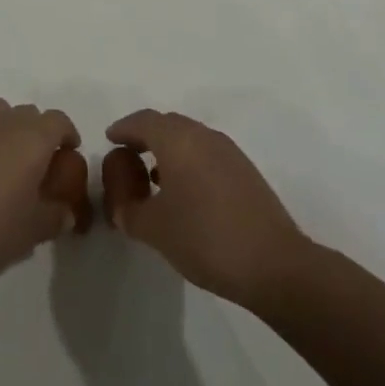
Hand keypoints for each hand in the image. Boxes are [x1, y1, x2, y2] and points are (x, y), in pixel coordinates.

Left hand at [0, 98, 88, 289]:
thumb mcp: (32, 232)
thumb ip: (55, 217)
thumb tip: (66, 212)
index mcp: (32, 138)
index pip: (59, 121)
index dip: (66, 135)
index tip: (66, 153)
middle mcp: (3, 118)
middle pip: (28, 114)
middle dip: (34, 133)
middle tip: (30, 164)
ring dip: (3, 129)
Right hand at [101, 109, 310, 311]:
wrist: (274, 264)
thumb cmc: (205, 238)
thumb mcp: (154, 229)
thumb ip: (128, 211)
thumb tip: (120, 204)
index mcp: (178, 140)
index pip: (144, 121)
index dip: (124, 128)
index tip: (110, 139)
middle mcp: (203, 136)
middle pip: (168, 124)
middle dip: (145, 136)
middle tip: (127, 156)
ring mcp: (228, 151)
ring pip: (189, 138)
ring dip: (168, 149)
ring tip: (152, 177)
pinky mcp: (244, 171)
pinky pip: (206, 153)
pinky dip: (188, 161)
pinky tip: (184, 191)